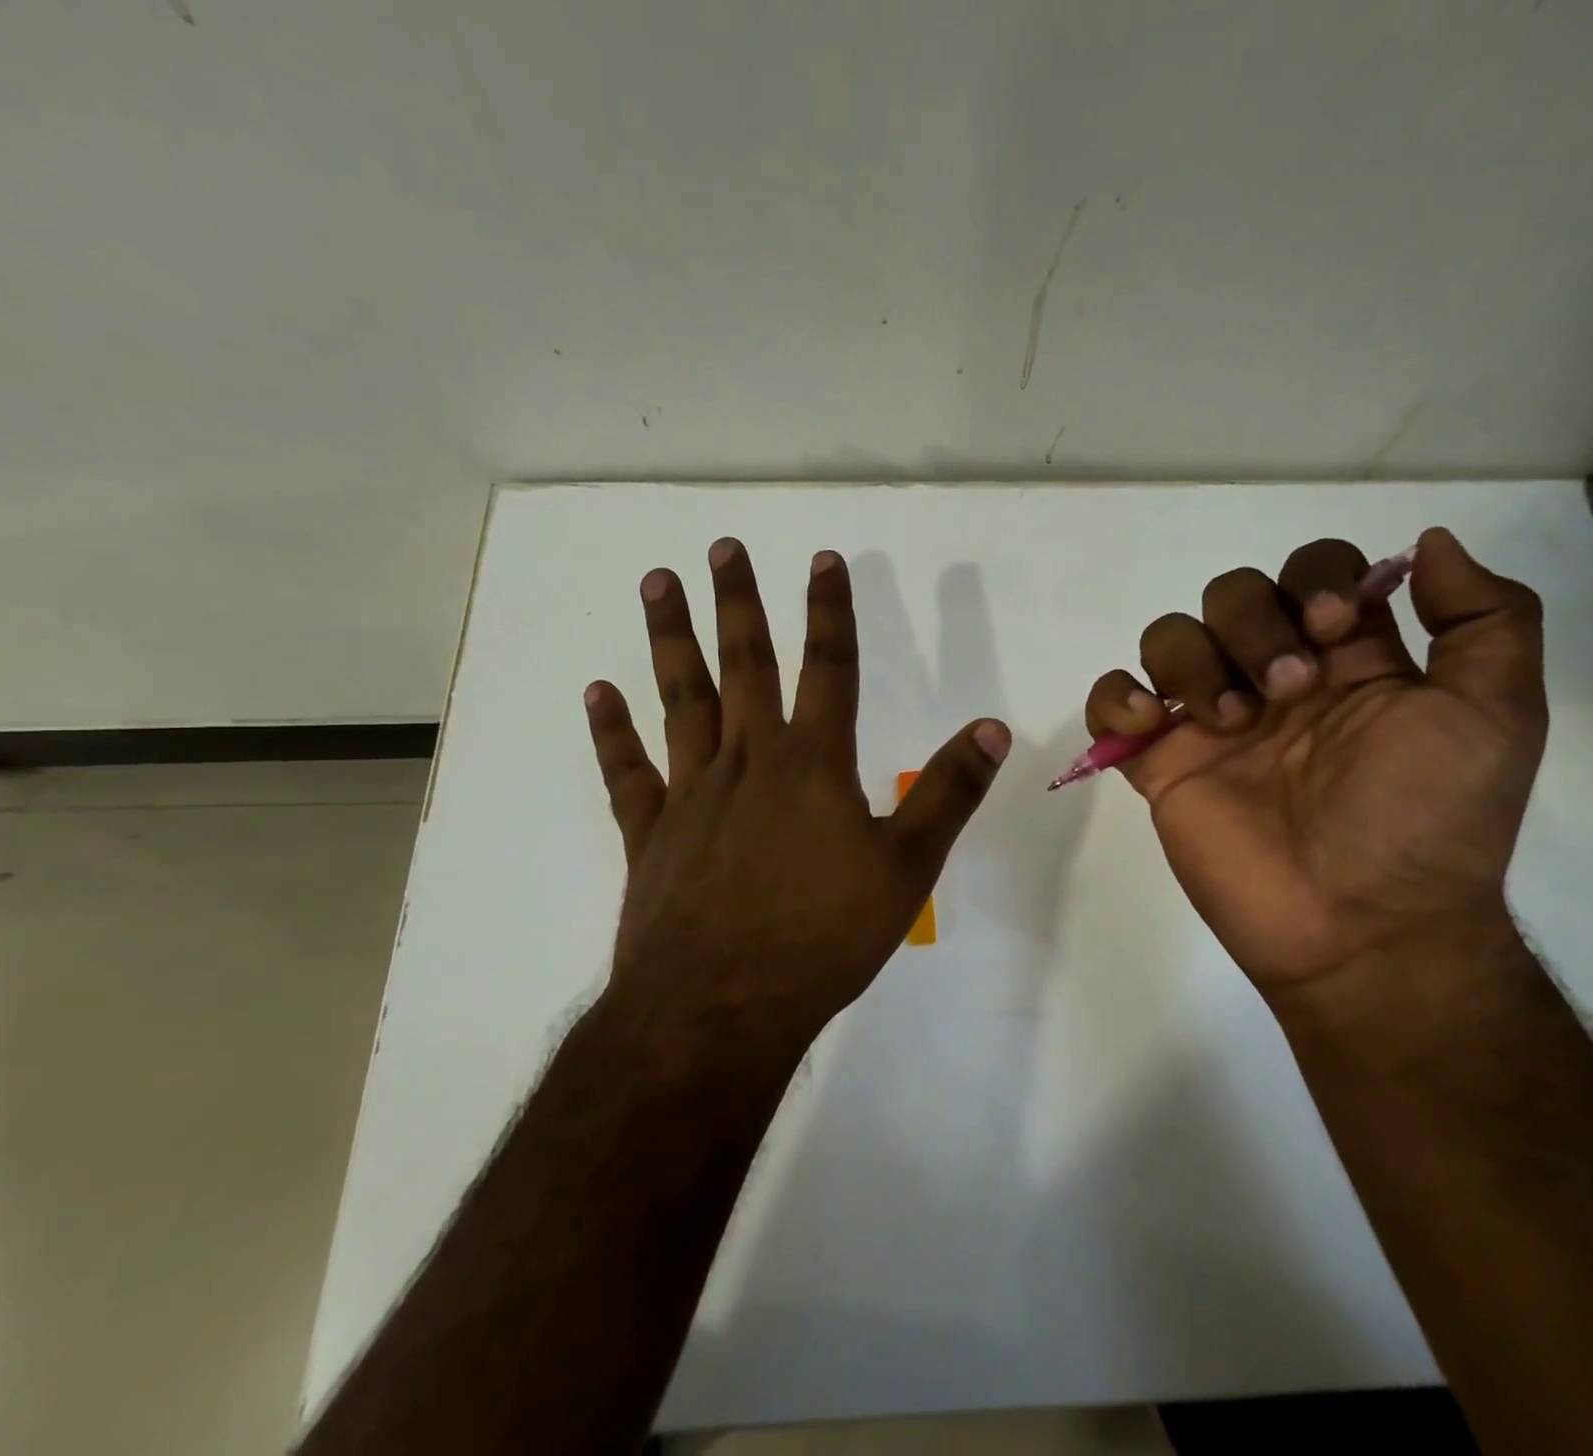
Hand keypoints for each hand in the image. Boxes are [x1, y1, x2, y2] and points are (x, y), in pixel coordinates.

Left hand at [584, 539, 1011, 1058]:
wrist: (721, 1010)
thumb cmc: (824, 938)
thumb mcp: (907, 868)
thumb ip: (949, 793)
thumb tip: (993, 727)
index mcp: (813, 765)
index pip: (829, 668)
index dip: (830, 611)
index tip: (823, 559)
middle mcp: (749, 763)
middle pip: (744, 666)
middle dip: (737, 603)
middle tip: (720, 548)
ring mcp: (692, 795)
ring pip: (681, 700)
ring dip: (670, 639)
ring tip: (657, 584)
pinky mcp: (652, 835)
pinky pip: (628, 772)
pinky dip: (612, 731)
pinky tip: (599, 691)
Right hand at [1084, 528, 1545, 1005]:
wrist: (1359, 930)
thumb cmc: (1425, 821)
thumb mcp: (1496, 714)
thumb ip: (1486, 618)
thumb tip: (1427, 543)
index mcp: (1348, 662)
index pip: (1313, 571)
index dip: (1314, 578)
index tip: (1334, 629)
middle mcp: (1274, 679)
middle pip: (1232, 593)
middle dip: (1253, 623)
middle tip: (1287, 691)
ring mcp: (1210, 722)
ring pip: (1169, 637)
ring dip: (1192, 661)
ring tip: (1226, 721)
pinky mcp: (1161, 764)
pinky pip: (1111, 702)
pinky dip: (1116, 698)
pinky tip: (1148, 726)